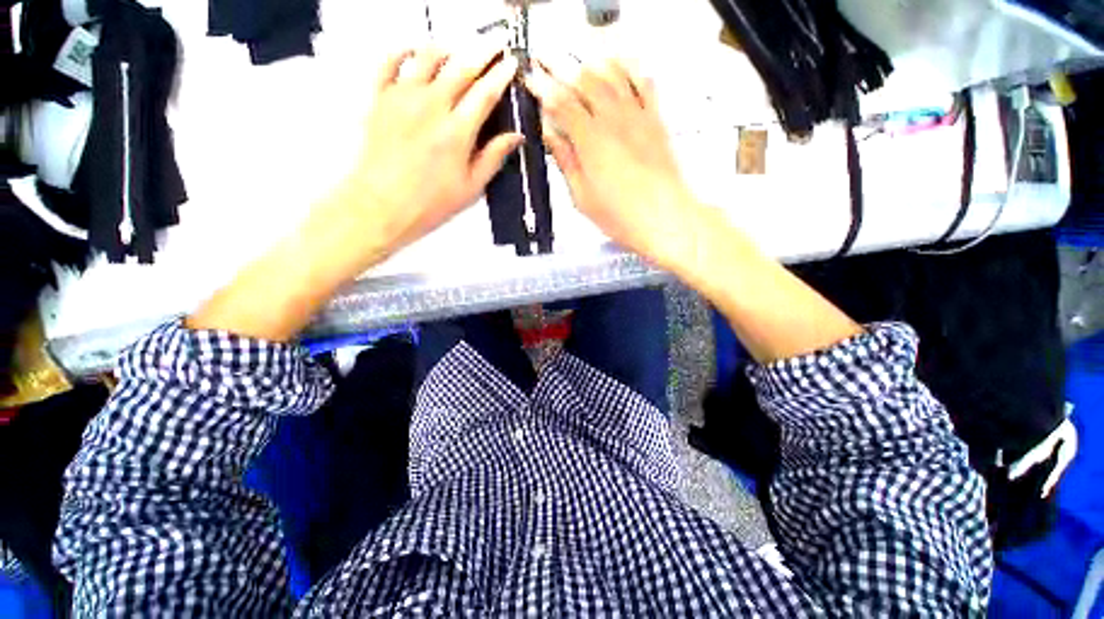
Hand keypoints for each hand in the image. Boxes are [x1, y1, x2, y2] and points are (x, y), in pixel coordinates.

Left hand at [187, 45, 521, 340]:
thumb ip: (493, 157)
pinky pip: (389, 62)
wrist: (381, 206)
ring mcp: (402, 98)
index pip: (486, 93)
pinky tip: (413, 49)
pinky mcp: (379, 99)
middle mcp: (431, 107)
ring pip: (428, 56)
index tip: (510, 64)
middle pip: (461, 67)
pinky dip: (403, 50)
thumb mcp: (471, 187)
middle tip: (494, 43)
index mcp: (457, 132)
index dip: (501, 75)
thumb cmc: (427, 203)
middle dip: (482, 51)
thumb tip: (514, 137)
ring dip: (448, 47)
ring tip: (459, 47)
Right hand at [525, 57, 698, 266]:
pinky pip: (643, 83)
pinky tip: (619, 64)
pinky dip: (629, 68)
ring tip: (576, 62)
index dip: (543, 88)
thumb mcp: (582, 196)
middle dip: (561, 67)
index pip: (561, 102)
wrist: (663, 217)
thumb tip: (550, 135)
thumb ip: (565, 161)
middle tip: (547, 61)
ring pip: (612, 74)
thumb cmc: (620, 215)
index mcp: (590, 140)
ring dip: (591, 64)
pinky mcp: (655, 120)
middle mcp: (613, 119)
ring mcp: (637, 116)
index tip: (530, 78)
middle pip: (584, 80)